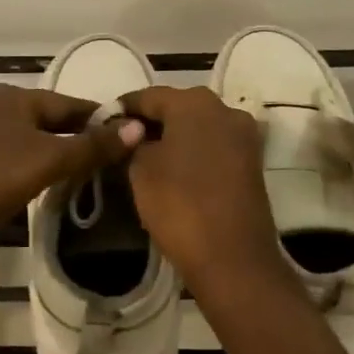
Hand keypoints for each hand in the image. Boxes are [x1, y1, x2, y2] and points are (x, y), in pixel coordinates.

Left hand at [0, 84, 142, 251]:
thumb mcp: (50, 160)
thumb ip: (93, 145)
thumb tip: (136, 126)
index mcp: (13, 96)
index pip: (68, 103)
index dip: (97, 118)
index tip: (121, 132)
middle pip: (43, 118)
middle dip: (70, 134)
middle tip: (99, 156)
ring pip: (20, 136)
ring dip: (44, 149)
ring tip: (68, 170)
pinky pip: (0, 153)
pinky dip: (20, 162)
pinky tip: (27, 179)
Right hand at [119, 86, 285, 295]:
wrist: (233, 257)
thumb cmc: (180, 204)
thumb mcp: (141, 170)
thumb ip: (132, 142)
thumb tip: (132, 133)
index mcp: (194, 102)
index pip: (148, 96)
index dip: (122, 109)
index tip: (101, 124)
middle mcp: (224, 108)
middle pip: (177, 106)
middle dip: (150, 121)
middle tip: (122, 142)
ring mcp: (243, 135)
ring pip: (198, 125)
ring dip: (173, 136)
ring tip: (146, 157)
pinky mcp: (252, 161)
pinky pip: (214, 145)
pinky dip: (193, 151)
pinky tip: (174, 169)